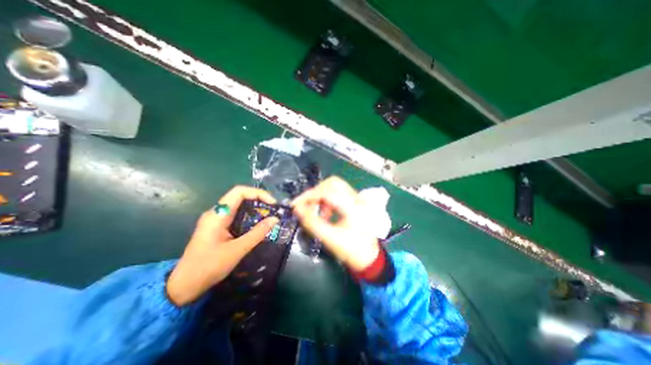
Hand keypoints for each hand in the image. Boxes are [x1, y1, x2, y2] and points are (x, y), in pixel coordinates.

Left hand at [165, 186, 278, 306]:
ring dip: (255, 208)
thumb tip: (275, 219)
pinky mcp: (217, 226)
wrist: (184, 286)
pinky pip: (236, 214)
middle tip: (273, 210)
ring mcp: (216, 219)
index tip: (272, 203)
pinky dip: (249, 215)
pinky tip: (257, 224)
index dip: (258, 193)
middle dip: (259, 200)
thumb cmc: (209, 267)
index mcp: (218, 214)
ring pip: (238, 205)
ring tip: (268, 215)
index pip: (239, 192)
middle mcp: (216, 212)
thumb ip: (257, 233)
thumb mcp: (237, 250)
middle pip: (240, 196)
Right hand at [293, 176, 378, 272]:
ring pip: (334, 187)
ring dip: (321, 196)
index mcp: (353, 207)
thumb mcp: (330, 239)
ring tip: (318, 214)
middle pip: (332, 183)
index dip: (309, 196)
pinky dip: (327, 200)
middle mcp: (357, 198)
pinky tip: (326, 214)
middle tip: (306, 206)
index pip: (328, 191)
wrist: (369, 257)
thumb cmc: (352, 250)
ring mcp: (357, 198)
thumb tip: (297, 209)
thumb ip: (312, 223)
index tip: (296, 204)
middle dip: (316, 193)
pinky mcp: (355, 201)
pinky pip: (337, 193)